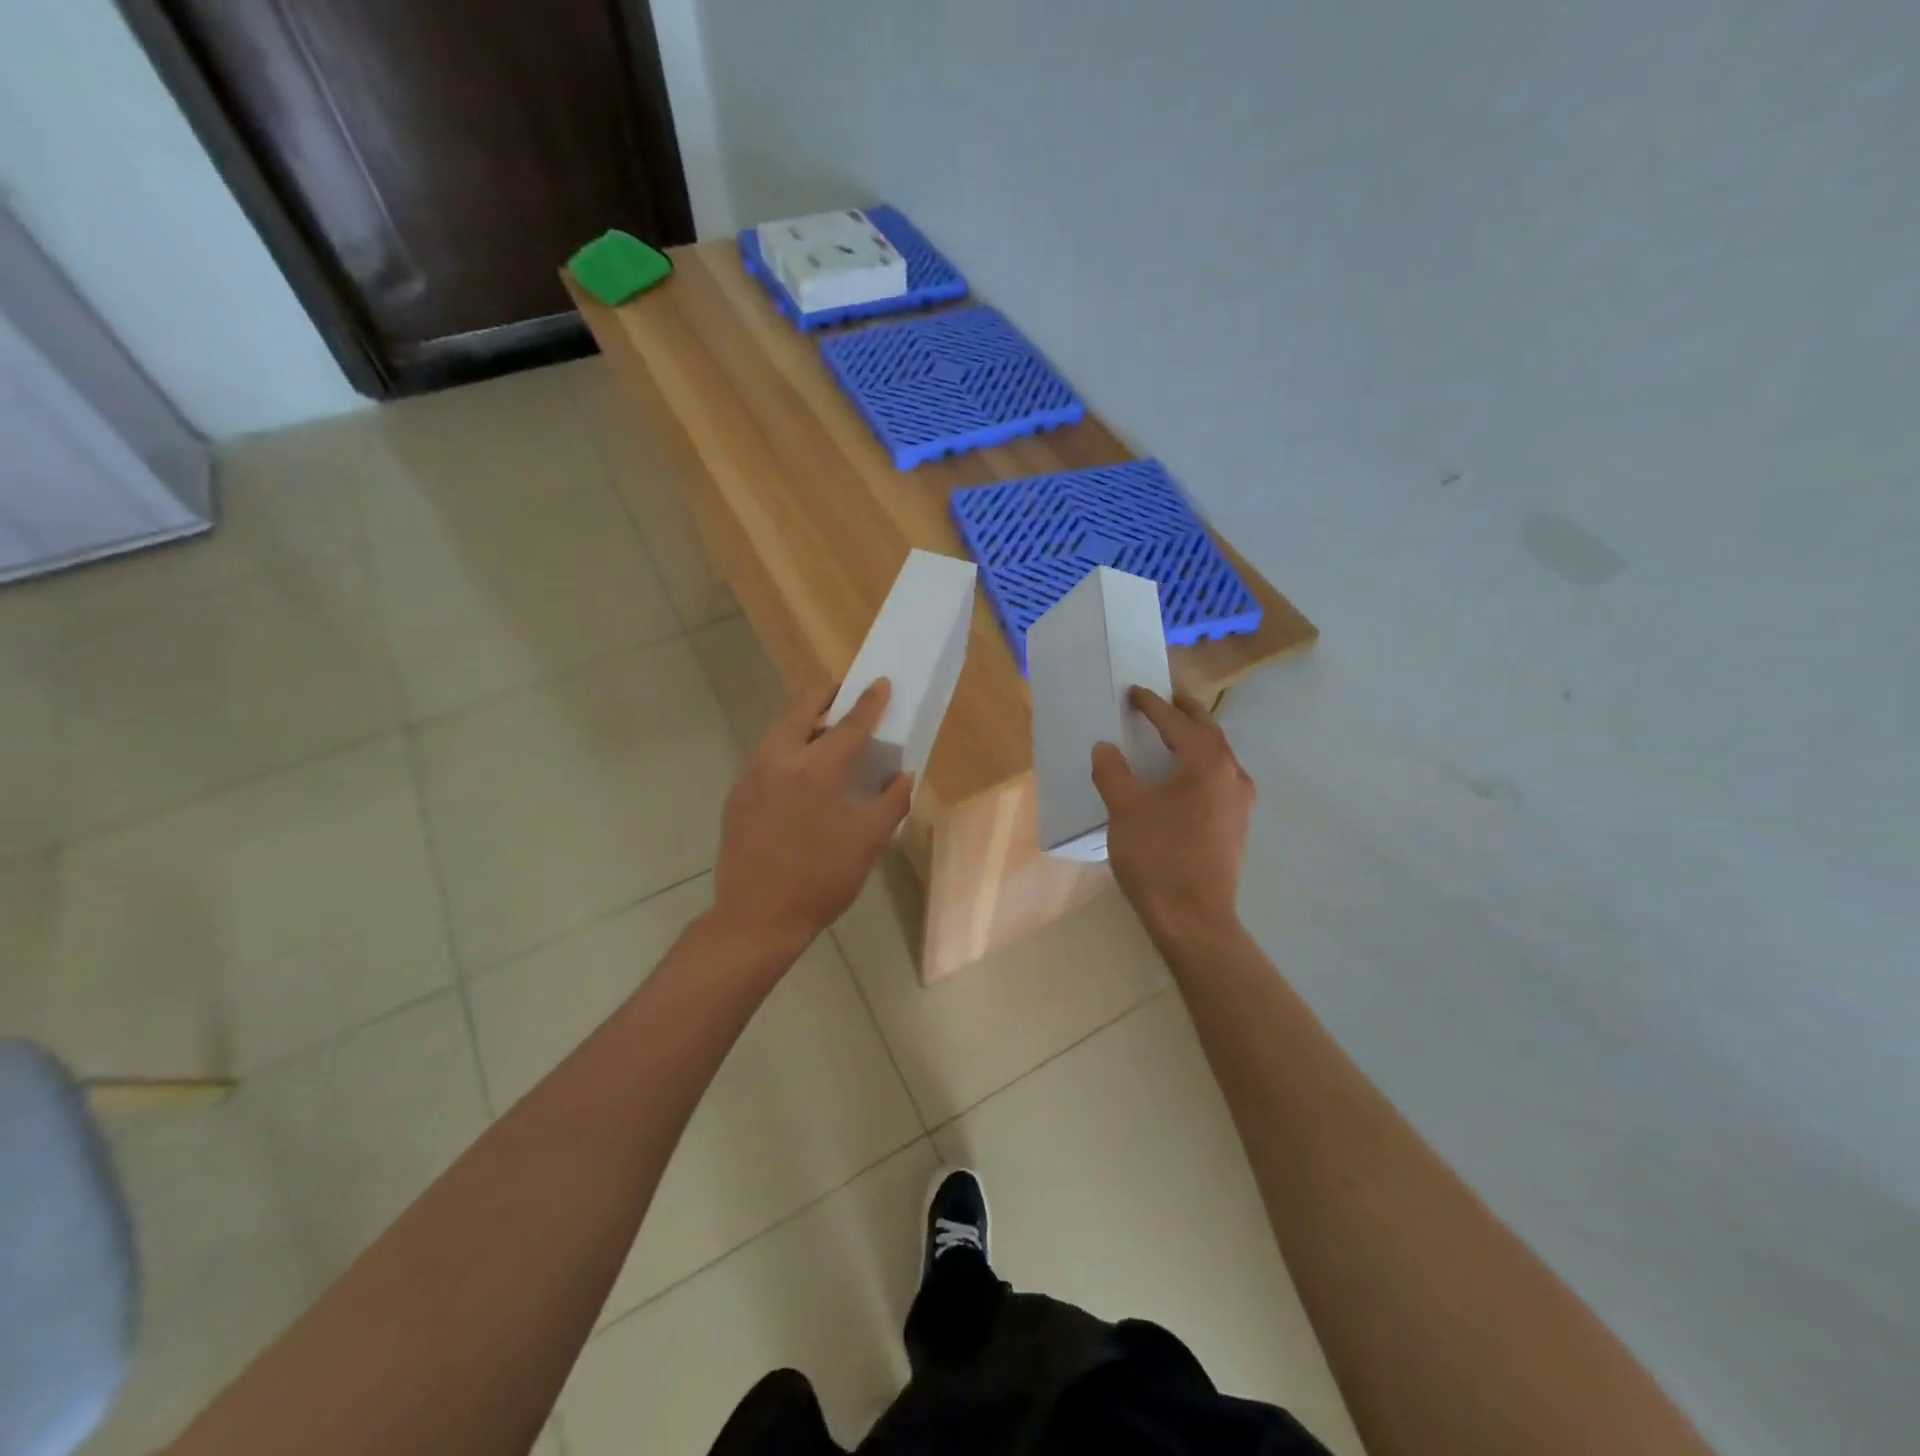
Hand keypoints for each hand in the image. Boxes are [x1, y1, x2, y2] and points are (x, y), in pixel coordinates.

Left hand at [710, 679, 912, 961]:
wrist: (756, 918)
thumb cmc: (820, 879)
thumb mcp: (868, 842)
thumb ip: (891, 802)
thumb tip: (903, 775)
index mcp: (815, 769)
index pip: (848, 724)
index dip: (869, 703)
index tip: (881, 683)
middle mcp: (778, 759)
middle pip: (803, 709)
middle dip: (828, 697)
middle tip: (848, 697)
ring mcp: (751, 774)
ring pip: (780, 730)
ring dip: (805, 721)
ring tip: (827, 732)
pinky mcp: (737, 793)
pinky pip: (766, 754)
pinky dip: (788, 747)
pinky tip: (801, 771)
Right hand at [1092, 687, 1255, 944]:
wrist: (1193, 918)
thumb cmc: (1158, 856)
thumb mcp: (1125, 809)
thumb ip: (1113, 771)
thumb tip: (1105, 748)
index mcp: (1206, 763)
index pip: (1177, 722)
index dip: (1153, 705)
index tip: (1135, 692)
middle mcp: (1232, 774)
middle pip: (1208, 731)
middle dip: (1185, 713)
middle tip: (1164, 699)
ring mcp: (1240, 801)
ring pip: (1218, 756)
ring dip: (1196, 739)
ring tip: (1173, 734)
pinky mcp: (1238, 824)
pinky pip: (1220, 778)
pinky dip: (1201, 765)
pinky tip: (1184, 777)